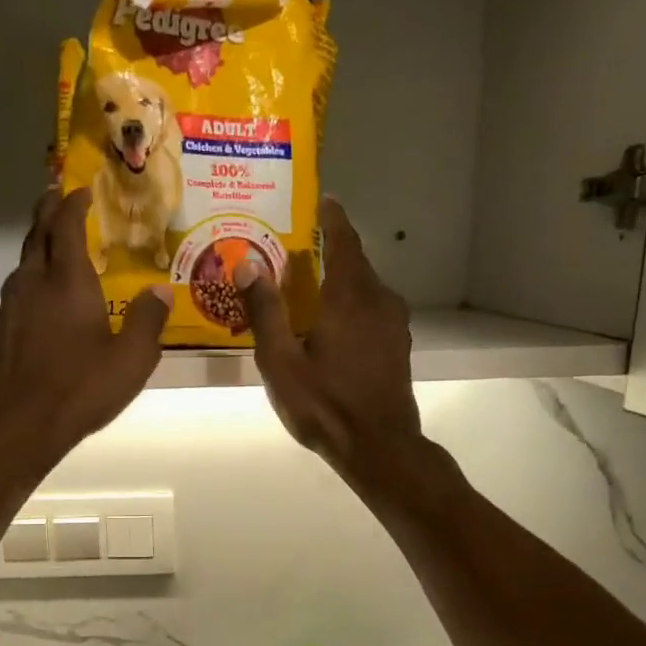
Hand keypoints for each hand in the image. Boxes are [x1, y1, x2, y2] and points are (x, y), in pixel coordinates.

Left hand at [0, 188, 170, 471]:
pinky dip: (32, 273)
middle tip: (59, 196)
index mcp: (68, 281)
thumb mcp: (131, 359)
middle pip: (38, 234)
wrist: (23, 424)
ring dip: (38, 242)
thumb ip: (147, 321)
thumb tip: (162, 292)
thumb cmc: (81, 388)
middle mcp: (35, 283)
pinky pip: (18, 287)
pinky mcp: (3, 329)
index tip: (82, 189)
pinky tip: (40, 292)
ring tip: (52, 240)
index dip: (74, 204)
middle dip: (48, 210)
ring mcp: (13, 306)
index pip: (67, 226)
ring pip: (25, 260)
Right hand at [236, 199, 420, 486]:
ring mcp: (393, 323)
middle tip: (298, 249)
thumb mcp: (281, 361)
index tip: (323, 199)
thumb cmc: (324, 403)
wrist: (378, 446)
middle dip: (330, 250)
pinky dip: (352, 304)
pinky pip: (372, 309)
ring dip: (341, 280)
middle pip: (355, 263)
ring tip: (311, 286)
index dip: (333, 217)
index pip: (344, 240)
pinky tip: (332, 322)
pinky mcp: (397, 345)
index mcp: (349, 296)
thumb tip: (247, 263)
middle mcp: (378, 300)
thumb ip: (265, 311)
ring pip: (365, 288)